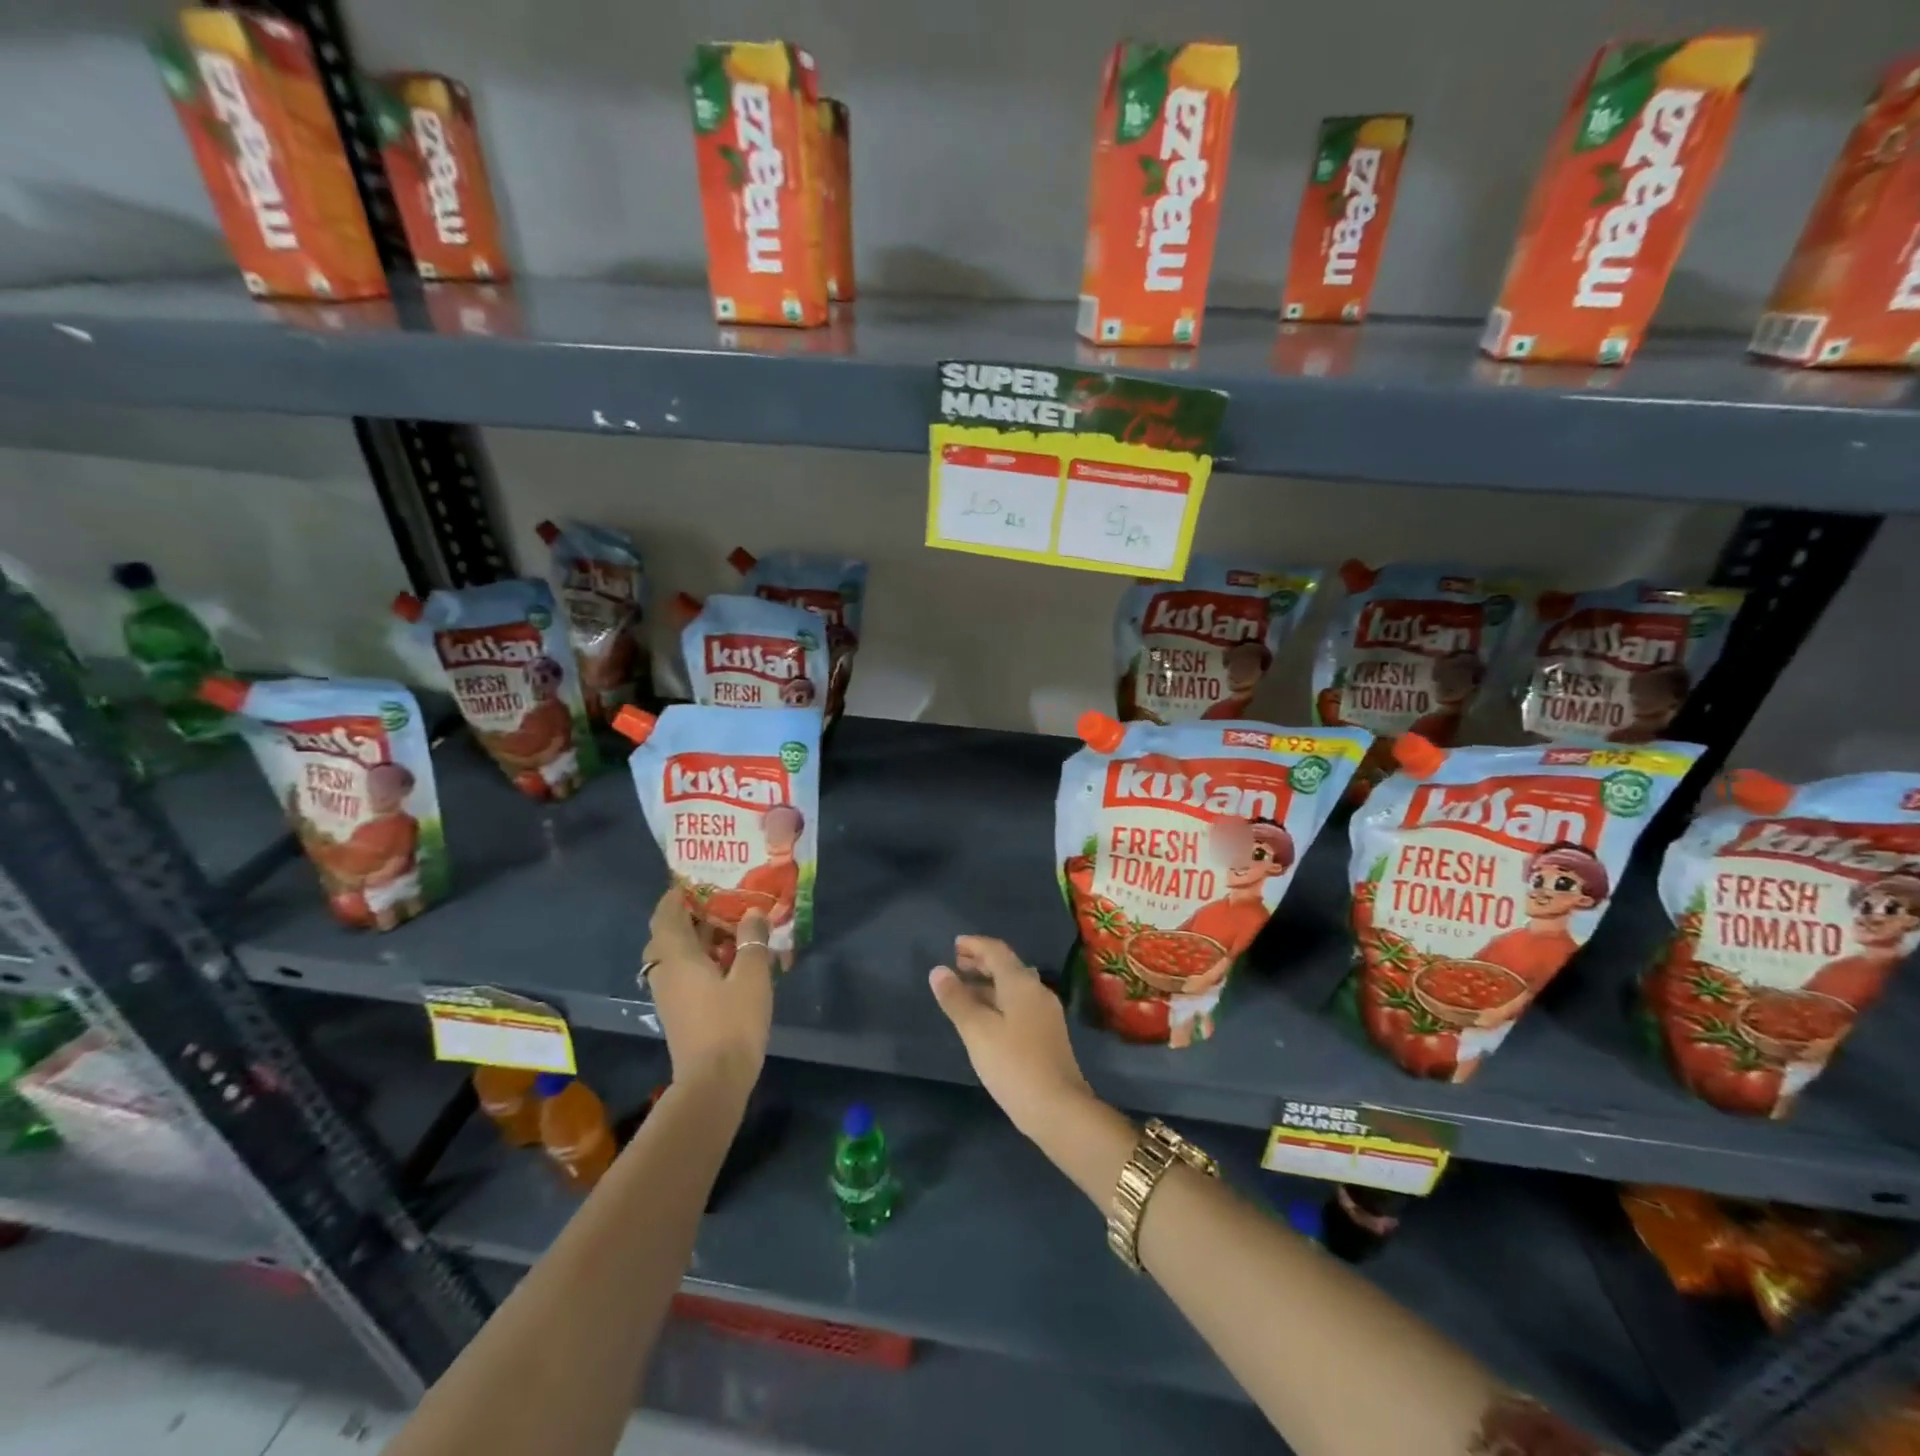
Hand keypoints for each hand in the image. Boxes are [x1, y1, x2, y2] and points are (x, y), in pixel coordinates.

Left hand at [643, 888, 772, 1093]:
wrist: (713, 1082)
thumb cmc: (732, 1022)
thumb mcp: (753, 975)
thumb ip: (752, 940)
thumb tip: (752, 913)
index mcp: (677, 956)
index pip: (666, 914)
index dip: (677, 895)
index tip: (698, 881)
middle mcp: (665, 971)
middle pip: (668, 934)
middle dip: (691, 915)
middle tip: (721, 903)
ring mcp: (669, 994)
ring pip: (675, 955)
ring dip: (697, 939)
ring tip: (731, 929)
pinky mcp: (679, 1011)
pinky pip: (683, 973)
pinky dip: (700, 960)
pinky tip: (729, 962)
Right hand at [928, 937, 1091, 1139]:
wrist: (1058, 1108)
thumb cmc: (1013, 1065)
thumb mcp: (977, 1031)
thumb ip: (957, 999)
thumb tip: (938, 970)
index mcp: (1021, 983)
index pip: (996, 951)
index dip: (975, 945)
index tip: (954, 945)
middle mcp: (1037, 990)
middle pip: (1007, 966)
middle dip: (981, 962)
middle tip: (956, 963)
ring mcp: (1045, 1013)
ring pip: (1013, 986)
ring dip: (989, 982)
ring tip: (965, 989)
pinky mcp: (1047, 1033)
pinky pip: (1019, 1003)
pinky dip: (999, 999)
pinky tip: (986, 1017)